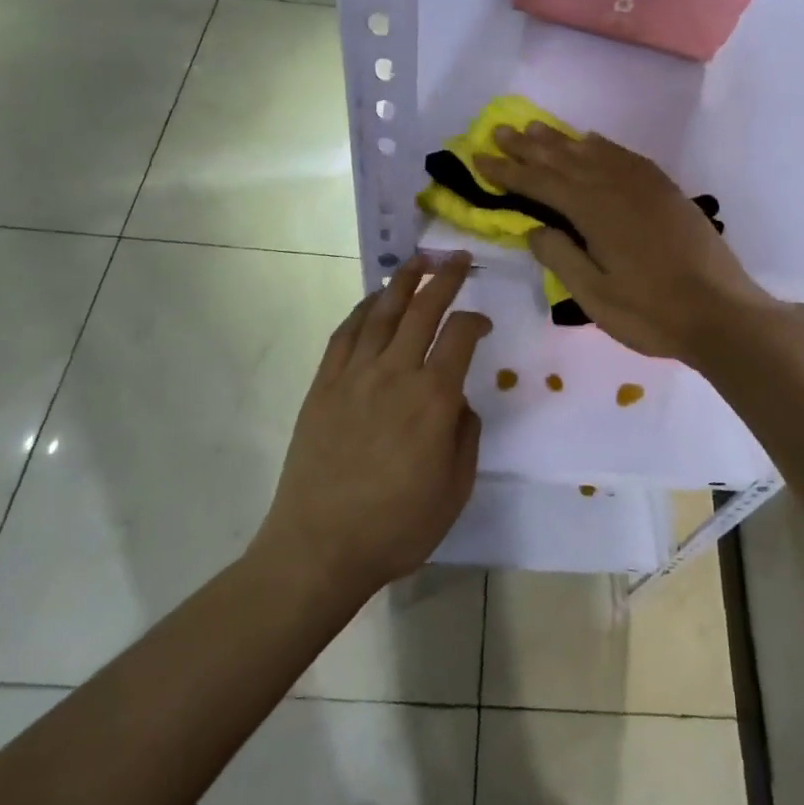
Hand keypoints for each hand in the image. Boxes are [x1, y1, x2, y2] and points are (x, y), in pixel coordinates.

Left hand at [255, 252, 491, 596]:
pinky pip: (345, 334)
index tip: (483, 322)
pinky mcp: (324, 385)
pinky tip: (372, 301)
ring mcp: (355, 375)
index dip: (476, 319)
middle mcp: (395, 374)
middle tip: (457, 258)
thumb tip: (457, 400)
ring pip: (382, 313)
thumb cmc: (397, 526)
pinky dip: (362, 310)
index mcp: (434, 399)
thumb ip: (465, 434)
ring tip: (418, 260)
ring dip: (402, 281)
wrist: (320, 546)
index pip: (461, 336)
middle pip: (423, 310)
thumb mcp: (455, 489)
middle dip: (445, 278)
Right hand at [477, 125, 775, 365]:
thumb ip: (560, 257)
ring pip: (595, 153)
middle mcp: (617, 187)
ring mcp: (646, 186)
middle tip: (500, 131)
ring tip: (535, 128)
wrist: (722, 313)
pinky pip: (627, 157)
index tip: (480, 158)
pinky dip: (603, 147)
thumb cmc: (652, 313)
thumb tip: (533, 228)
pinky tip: (592, 142)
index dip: (508, 171)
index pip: (541, 184)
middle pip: (565, 159)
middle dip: (529, 146)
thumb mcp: (595, 296)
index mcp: (594, 212)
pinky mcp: (667, 192)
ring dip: (562, 140)